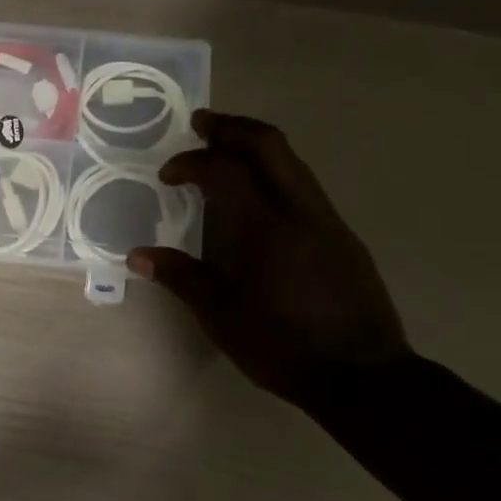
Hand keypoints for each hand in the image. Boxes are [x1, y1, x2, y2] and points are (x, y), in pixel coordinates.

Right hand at [128, 111, 409, 410]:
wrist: (363, 377)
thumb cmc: (282, 346)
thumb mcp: (221, 315)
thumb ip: (180, 277)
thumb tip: (137, 255)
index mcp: (267, 228)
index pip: (226, 171)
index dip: (192, 162)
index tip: (168, 174)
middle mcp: (302, 211)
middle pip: (270, 145)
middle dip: (232, 128)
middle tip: (201, 123)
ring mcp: (329, 221)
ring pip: (293, 163)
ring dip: (257, 149)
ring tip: (226, 153)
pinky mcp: (344, 238)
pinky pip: (305, 188)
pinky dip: (276, 175)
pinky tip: (259, 200)